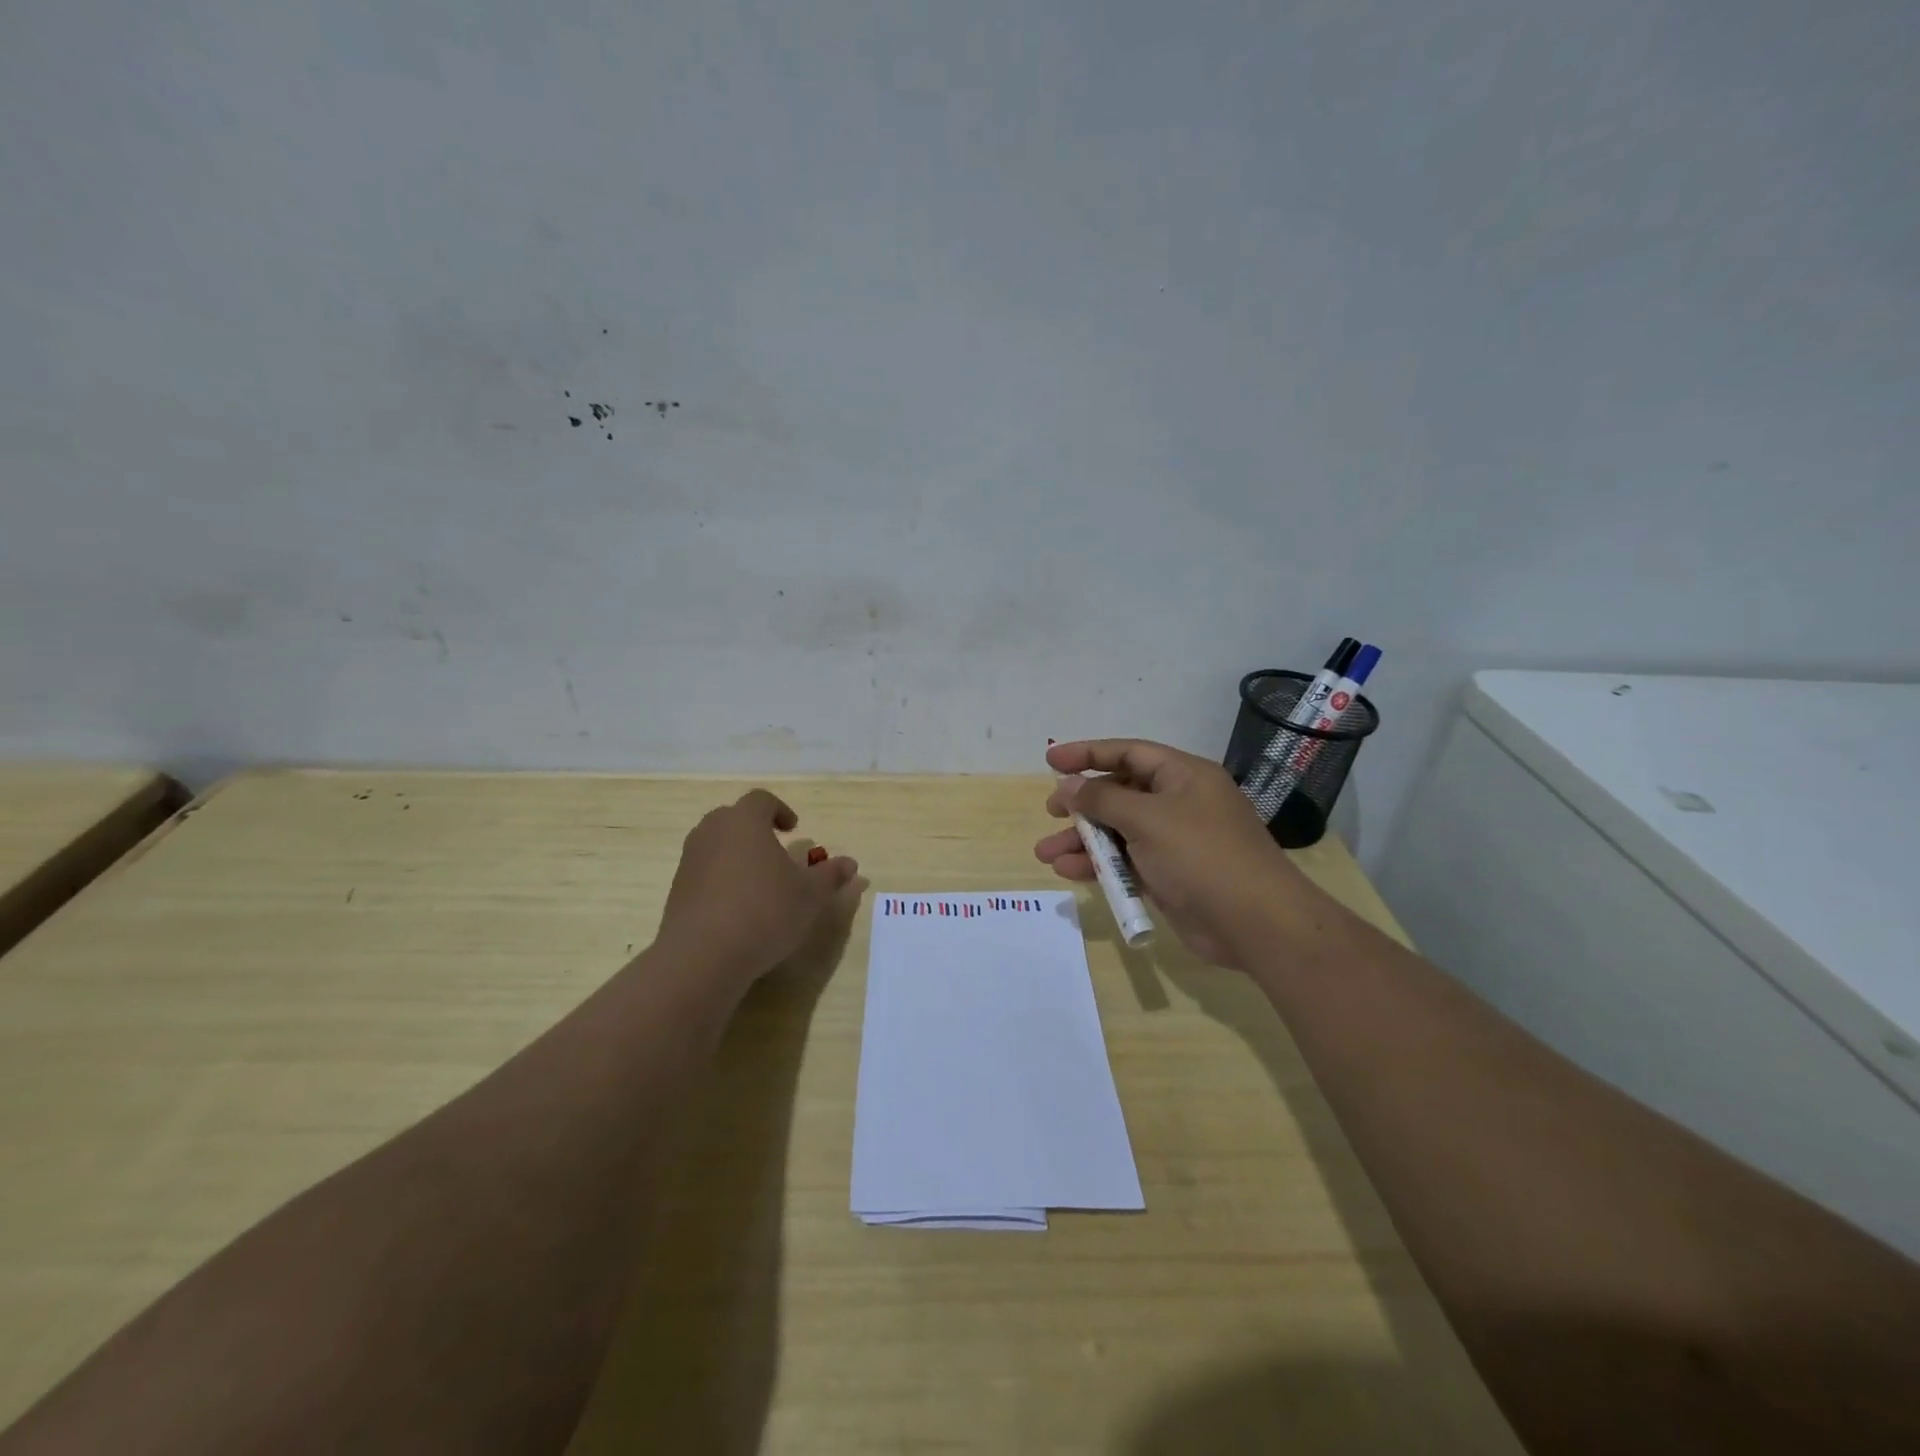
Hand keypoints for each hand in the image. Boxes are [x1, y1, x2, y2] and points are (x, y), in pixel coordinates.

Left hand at [655, 789, 859, 984]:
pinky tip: (738, 909)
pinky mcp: (677, 890)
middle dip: (755, 830)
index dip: (780, 811)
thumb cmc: (765, 912)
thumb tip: (850, 863)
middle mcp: (712, 832)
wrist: (703, 956)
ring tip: (759, 883)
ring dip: (737, 855)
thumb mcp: (810, 895)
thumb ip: (830, 875)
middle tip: (776, 853)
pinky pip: (703, 872)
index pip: (761, 800)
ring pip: (716, 845)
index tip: (794, 830)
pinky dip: (720, 880)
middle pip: (734, 818)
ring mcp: (690, 860)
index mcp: (745, 821)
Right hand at [1035, 739, 1326, 967]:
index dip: (1087, 754)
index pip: (1128, 753)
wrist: (1255, 923)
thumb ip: (1102, 800)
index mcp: (1183, 775)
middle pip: (1121, 793)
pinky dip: (1100, 866)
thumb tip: (1069, 786)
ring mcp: (1175, 841)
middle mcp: (1179, 802)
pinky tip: (1069, 872)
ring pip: (1120, 831)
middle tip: (1050, 812)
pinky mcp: (1171, 875)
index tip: (1050, 761)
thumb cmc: (1201, 855)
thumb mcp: (1147, 819)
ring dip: (1083, 841)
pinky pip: (1128, 862)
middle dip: (1082, 804)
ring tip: (1045, 854)